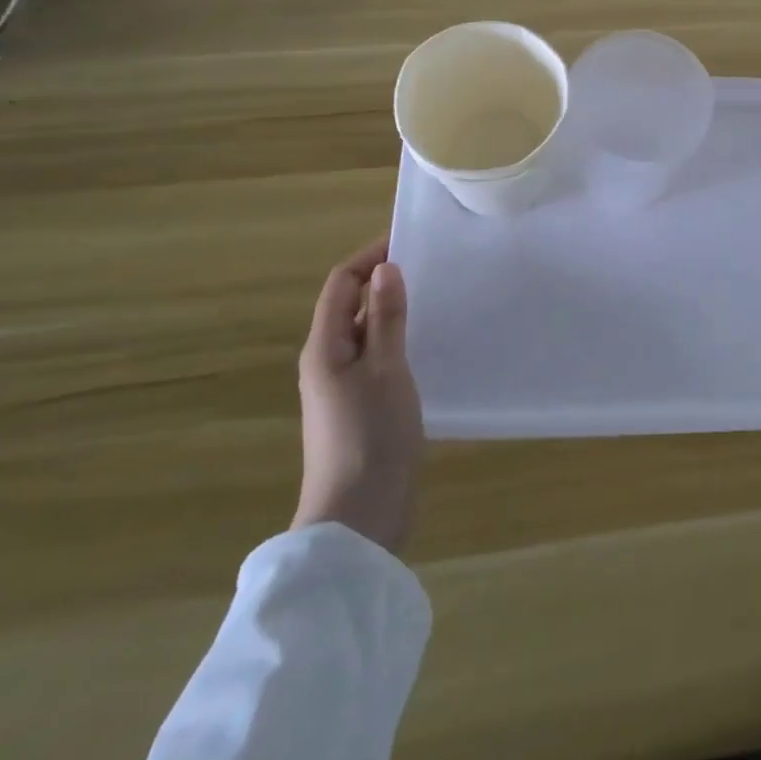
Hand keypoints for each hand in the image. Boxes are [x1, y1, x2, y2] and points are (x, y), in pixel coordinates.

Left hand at [291, 239, 424, 553]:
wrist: (359, 518)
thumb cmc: (371, 435)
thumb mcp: (386, 368)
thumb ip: (386, 317)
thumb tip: (385, 268)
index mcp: (325, 347)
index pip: (341, 283)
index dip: (370, 257)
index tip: (409, 242)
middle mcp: (327, 361)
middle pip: (351, 306)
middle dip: (384, 282)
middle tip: (431, 267)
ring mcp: (342, 387)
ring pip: (366, 333)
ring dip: (393, 312)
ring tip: (436, 299)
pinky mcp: (360, 408)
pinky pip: (377, 358)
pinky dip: (398, 341)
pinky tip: (428, 346)